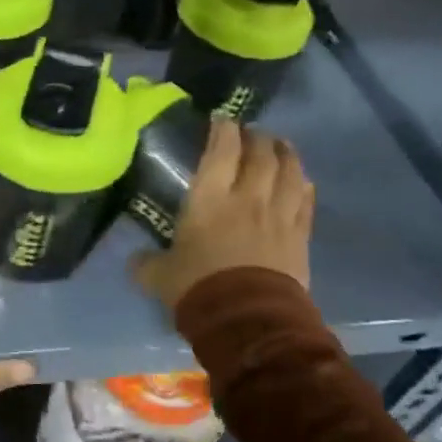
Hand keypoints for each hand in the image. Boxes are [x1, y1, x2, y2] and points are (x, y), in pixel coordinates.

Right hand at [131, 118, 313, 310]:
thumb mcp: (161, 277)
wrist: (248, 321)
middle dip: (256, 138)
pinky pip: (306, 202)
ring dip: (286, 154)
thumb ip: (147, 264)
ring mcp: (279, 215)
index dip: (222, 130)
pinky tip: (302, 182)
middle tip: (251, 134)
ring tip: (281, 146)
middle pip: (260, 154)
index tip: (221, 121)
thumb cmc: (199, 290)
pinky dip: (303, 186)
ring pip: (290, 172)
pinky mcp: (299, 237)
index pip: (221, 150)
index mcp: (210, 199)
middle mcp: (247, 197)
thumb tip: (135, 261)